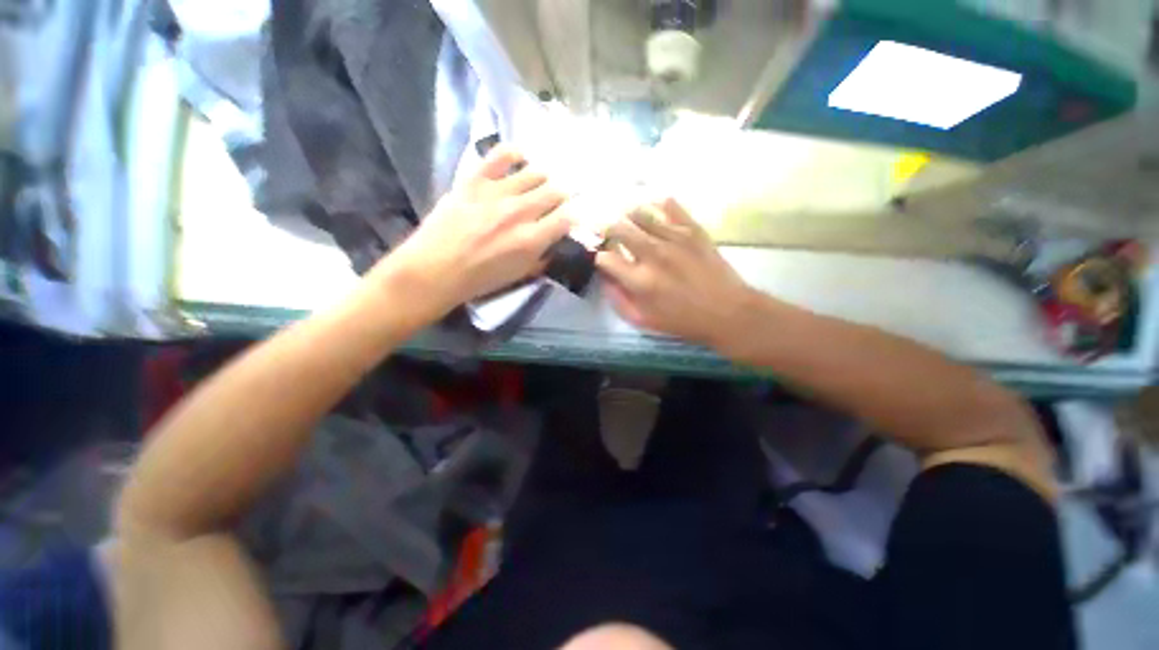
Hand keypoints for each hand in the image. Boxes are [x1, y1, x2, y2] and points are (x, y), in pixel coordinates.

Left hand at [381, 146, 571, 317]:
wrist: (435, 269)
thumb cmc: (480, 279)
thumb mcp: (519, 275)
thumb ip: (542, 257)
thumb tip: (554, 242)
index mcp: (532, 239)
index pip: (567, 218)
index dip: (573, 217)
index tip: (570, 219)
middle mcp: (521, 211)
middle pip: (556, 192)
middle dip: (561, 197)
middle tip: (557, 202)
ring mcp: (498, 192)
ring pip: (536, 173)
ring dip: (543, 180)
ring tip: (539, 185)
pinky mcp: (476, 179)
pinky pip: (502, 154)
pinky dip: (516, 154)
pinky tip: (520, 159)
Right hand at [596, 199, 757, 347]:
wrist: (727, 312)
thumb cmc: (682, 320)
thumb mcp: (643, 320)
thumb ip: (618, 299)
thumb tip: (604, 278)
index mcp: (639, 280)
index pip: (605, 257)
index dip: (597, 256)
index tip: (600, 257)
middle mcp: (653, 254)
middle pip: (618, 228)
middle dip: (607, 230)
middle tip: (609, 235)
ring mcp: (674, 238)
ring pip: (641, 213)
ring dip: (628, 217)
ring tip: (629, 222)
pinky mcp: (693, 230)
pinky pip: (671, 206)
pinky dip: (658, 205)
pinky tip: (654, 209)